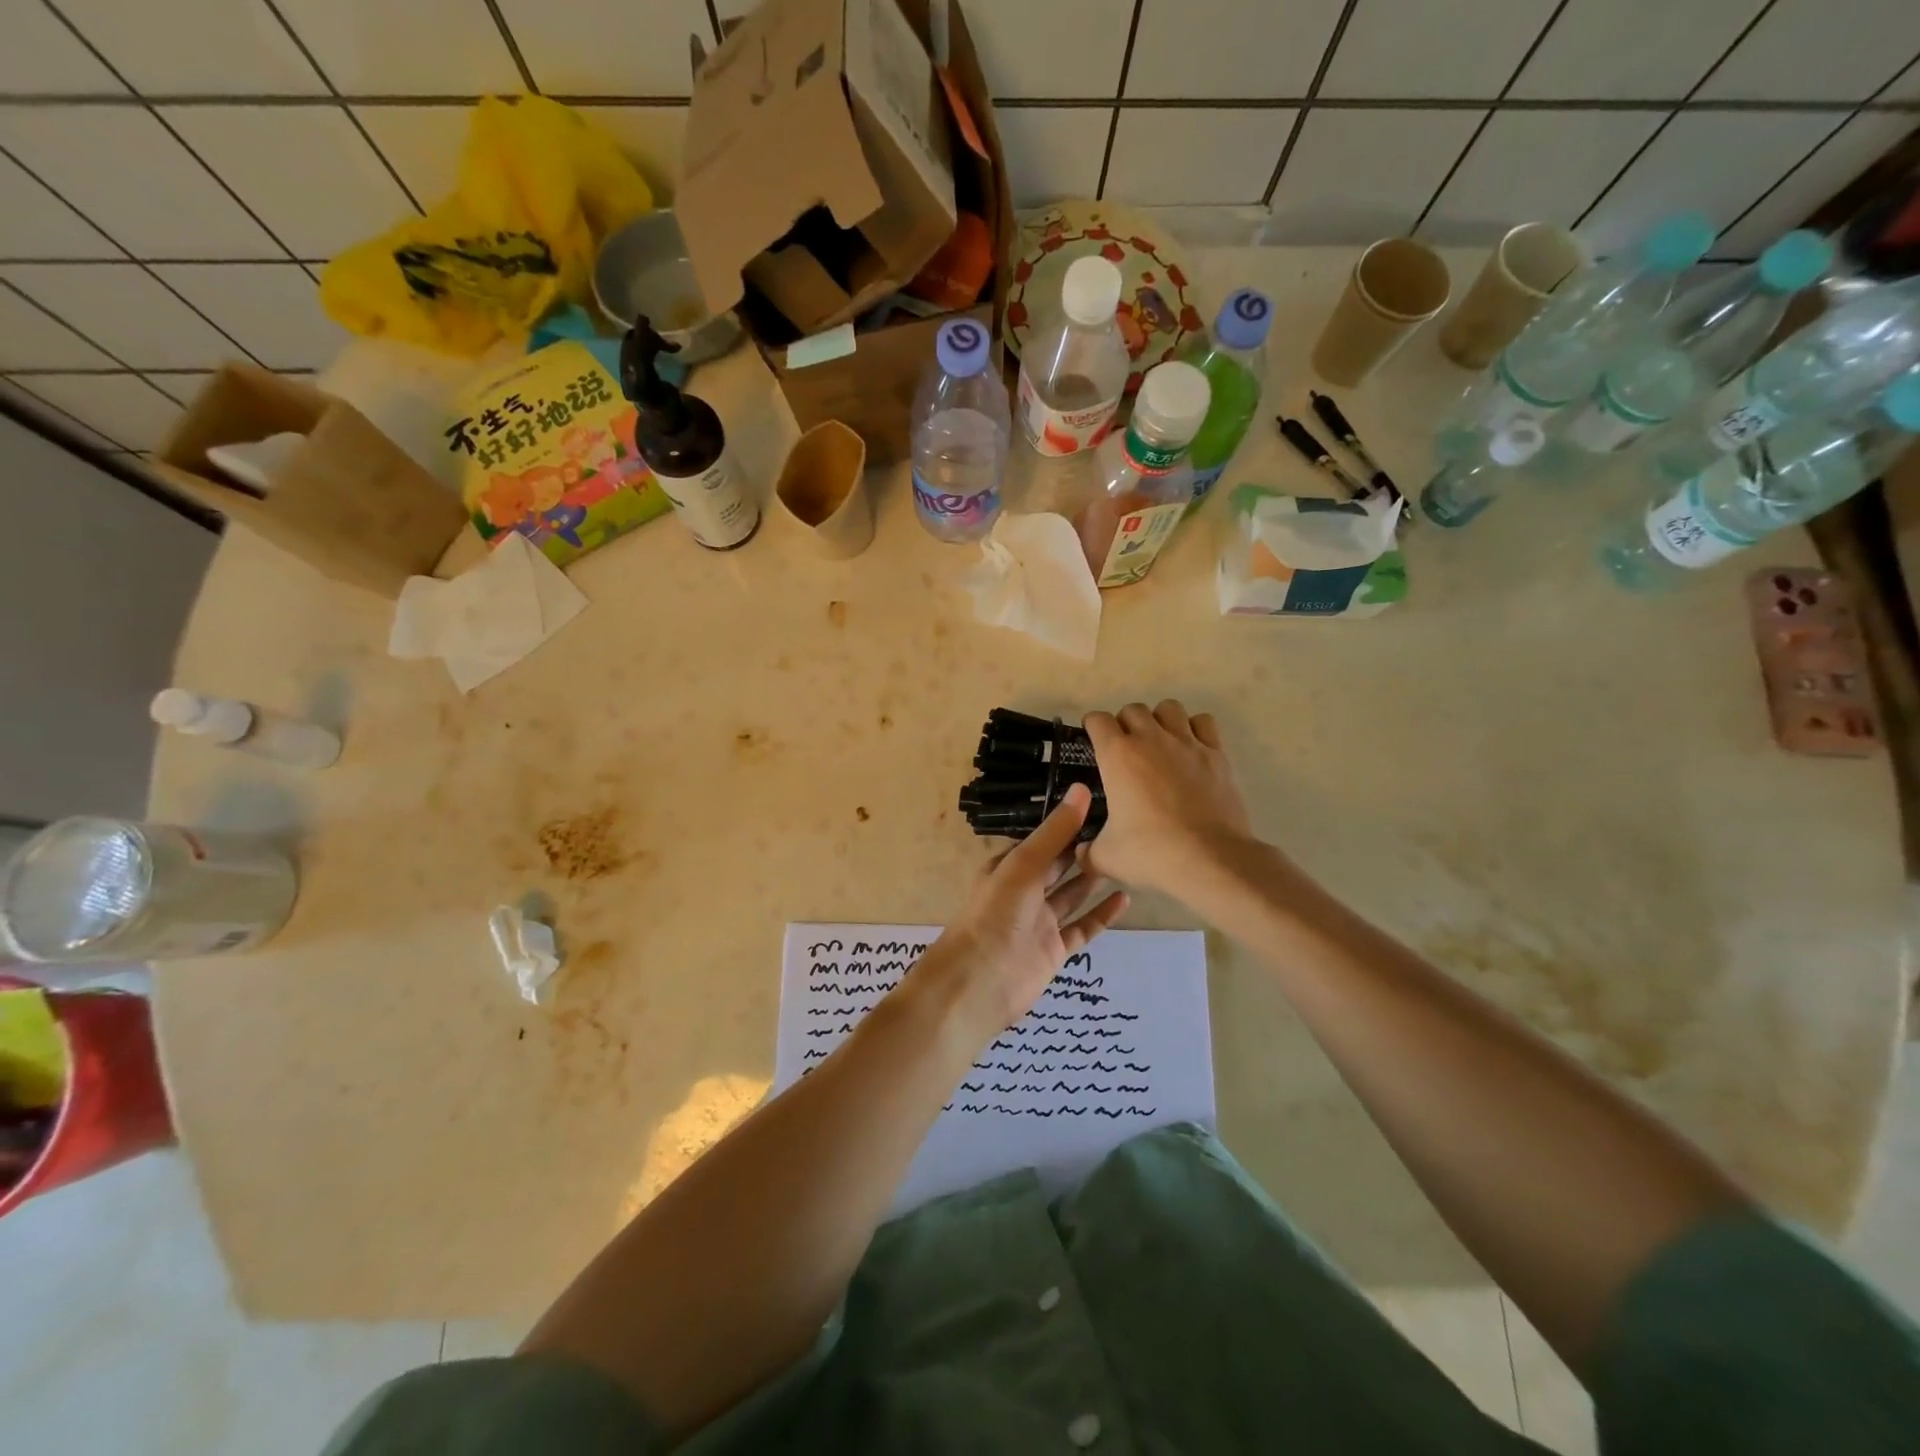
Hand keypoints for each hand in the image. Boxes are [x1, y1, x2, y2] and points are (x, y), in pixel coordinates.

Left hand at [927, 784, 1128, 1040]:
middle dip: (1083, 848)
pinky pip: (1082, 927)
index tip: (1102, 805)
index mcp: (1009, 866)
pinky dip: (1101, 914)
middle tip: (1122, 829)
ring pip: (1071, 894)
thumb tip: (1083, 789)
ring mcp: (1040, 922)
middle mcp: (1024, 891)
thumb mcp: (1024, 865)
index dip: (1068, 823)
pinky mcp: (1054, 950)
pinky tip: (1124, 899)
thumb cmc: (996, 914)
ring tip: (1126, 858)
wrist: (979, 982)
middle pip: (1058, 865)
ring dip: (1093, 878)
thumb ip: (1055, 831)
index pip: (1043, 839)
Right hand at [1082, 700, 1253, 895]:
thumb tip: (1082, 852)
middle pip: (1133, 709)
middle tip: (1125, 749)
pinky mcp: (1216, 754)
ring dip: (1159, 720)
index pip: (1097, 720)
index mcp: (1118, 755)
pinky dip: (1194, 728)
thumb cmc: (1151, 852)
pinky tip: (1191, 749)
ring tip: (1159, 743)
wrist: (1210, 859)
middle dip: (1125, 723)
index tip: (1092, 741)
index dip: (1092, 727)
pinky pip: (1203, 723)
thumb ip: (1088, 851)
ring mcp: (1187, 743)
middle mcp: (1151, 739)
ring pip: (1169, 708)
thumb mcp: (1106, 857)